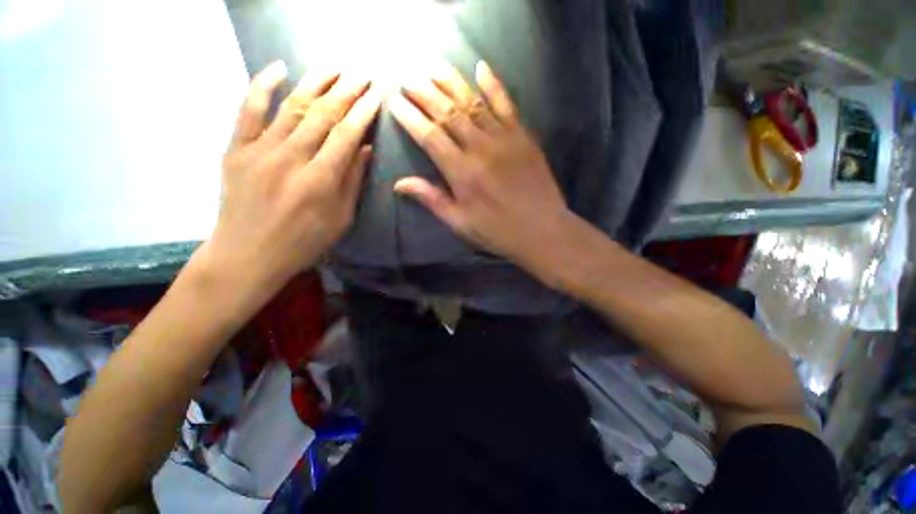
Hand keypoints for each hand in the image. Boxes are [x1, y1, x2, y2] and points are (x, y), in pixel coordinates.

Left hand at [207, 61, 379, 291]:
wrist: (248, 253)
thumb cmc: (304, 242)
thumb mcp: (340, 219)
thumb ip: (352, 182)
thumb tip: (364, 148)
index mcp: (320, 181)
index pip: (346, 136)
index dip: (362, 113)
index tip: (376, 96)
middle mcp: (291, 159)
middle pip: (322, 115)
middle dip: (345, 91)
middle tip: (361, 74)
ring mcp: (259, 150)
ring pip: (291, 106)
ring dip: (315, 82)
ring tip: (334, 66)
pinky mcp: (236, 149)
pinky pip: (248, 110)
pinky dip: (262, 85)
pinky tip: (279, 68)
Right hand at [389, 62, 568, 269]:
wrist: (541, 229)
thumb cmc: (496, 231)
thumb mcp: (459, 222)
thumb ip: (431, 199)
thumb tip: (399, 183)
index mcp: (462, 173)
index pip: (430, 136)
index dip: (410, 117)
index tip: (395, 101)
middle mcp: (480, 149)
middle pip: (448, 113)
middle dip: (425, 93)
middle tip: (408, 79)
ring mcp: (504, 139)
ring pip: (473, 102)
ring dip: (452, 83)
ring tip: (434, 68)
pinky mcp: (523, 136)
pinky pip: (506, 104)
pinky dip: (493, 84)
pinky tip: (481, 67)